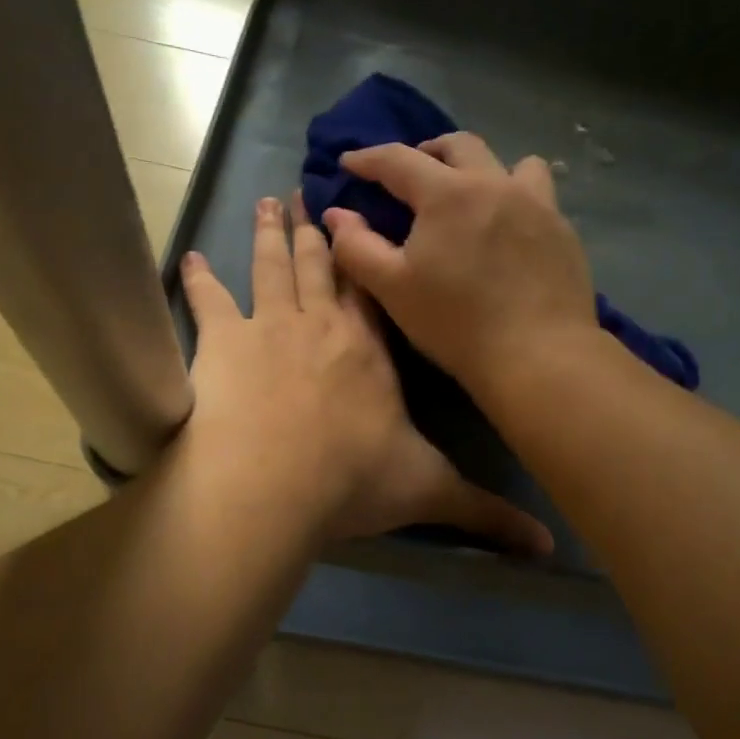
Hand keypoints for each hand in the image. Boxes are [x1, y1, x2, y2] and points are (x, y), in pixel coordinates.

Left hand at [179, 193, 551, 553]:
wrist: (273, 486)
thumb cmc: (352, 481)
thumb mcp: (429, 492)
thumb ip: (486, 512)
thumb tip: (550, 545)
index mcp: (370, 349)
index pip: (372, 291)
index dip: (366, 256)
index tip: (359, 223)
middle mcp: (322, 325)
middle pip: (320, 266)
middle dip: (315, 230)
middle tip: (304, 193)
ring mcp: (269, 328)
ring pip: (272, 268)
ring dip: (268, 236)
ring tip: (266, 202)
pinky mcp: (222, 344)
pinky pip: (209, 302)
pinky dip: (198, 280)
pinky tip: (189, 258)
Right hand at [323, 133, 597, 395]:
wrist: (538, 355)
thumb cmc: (457, 324)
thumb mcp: (393, 289)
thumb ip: (357, 247)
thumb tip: (336, 214)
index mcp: (448, 194)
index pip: (399, 159)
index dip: (368, 158)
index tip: (350, 162)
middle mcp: (495, 184)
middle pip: (459, 145)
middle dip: (428, 151)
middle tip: (412, 174)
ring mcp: (537, 204)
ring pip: (511, 162)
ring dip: (483, 168)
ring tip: (472, 193)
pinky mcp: (563, 229)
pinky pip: (539, 194)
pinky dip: (516, 197)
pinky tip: (509, 230)